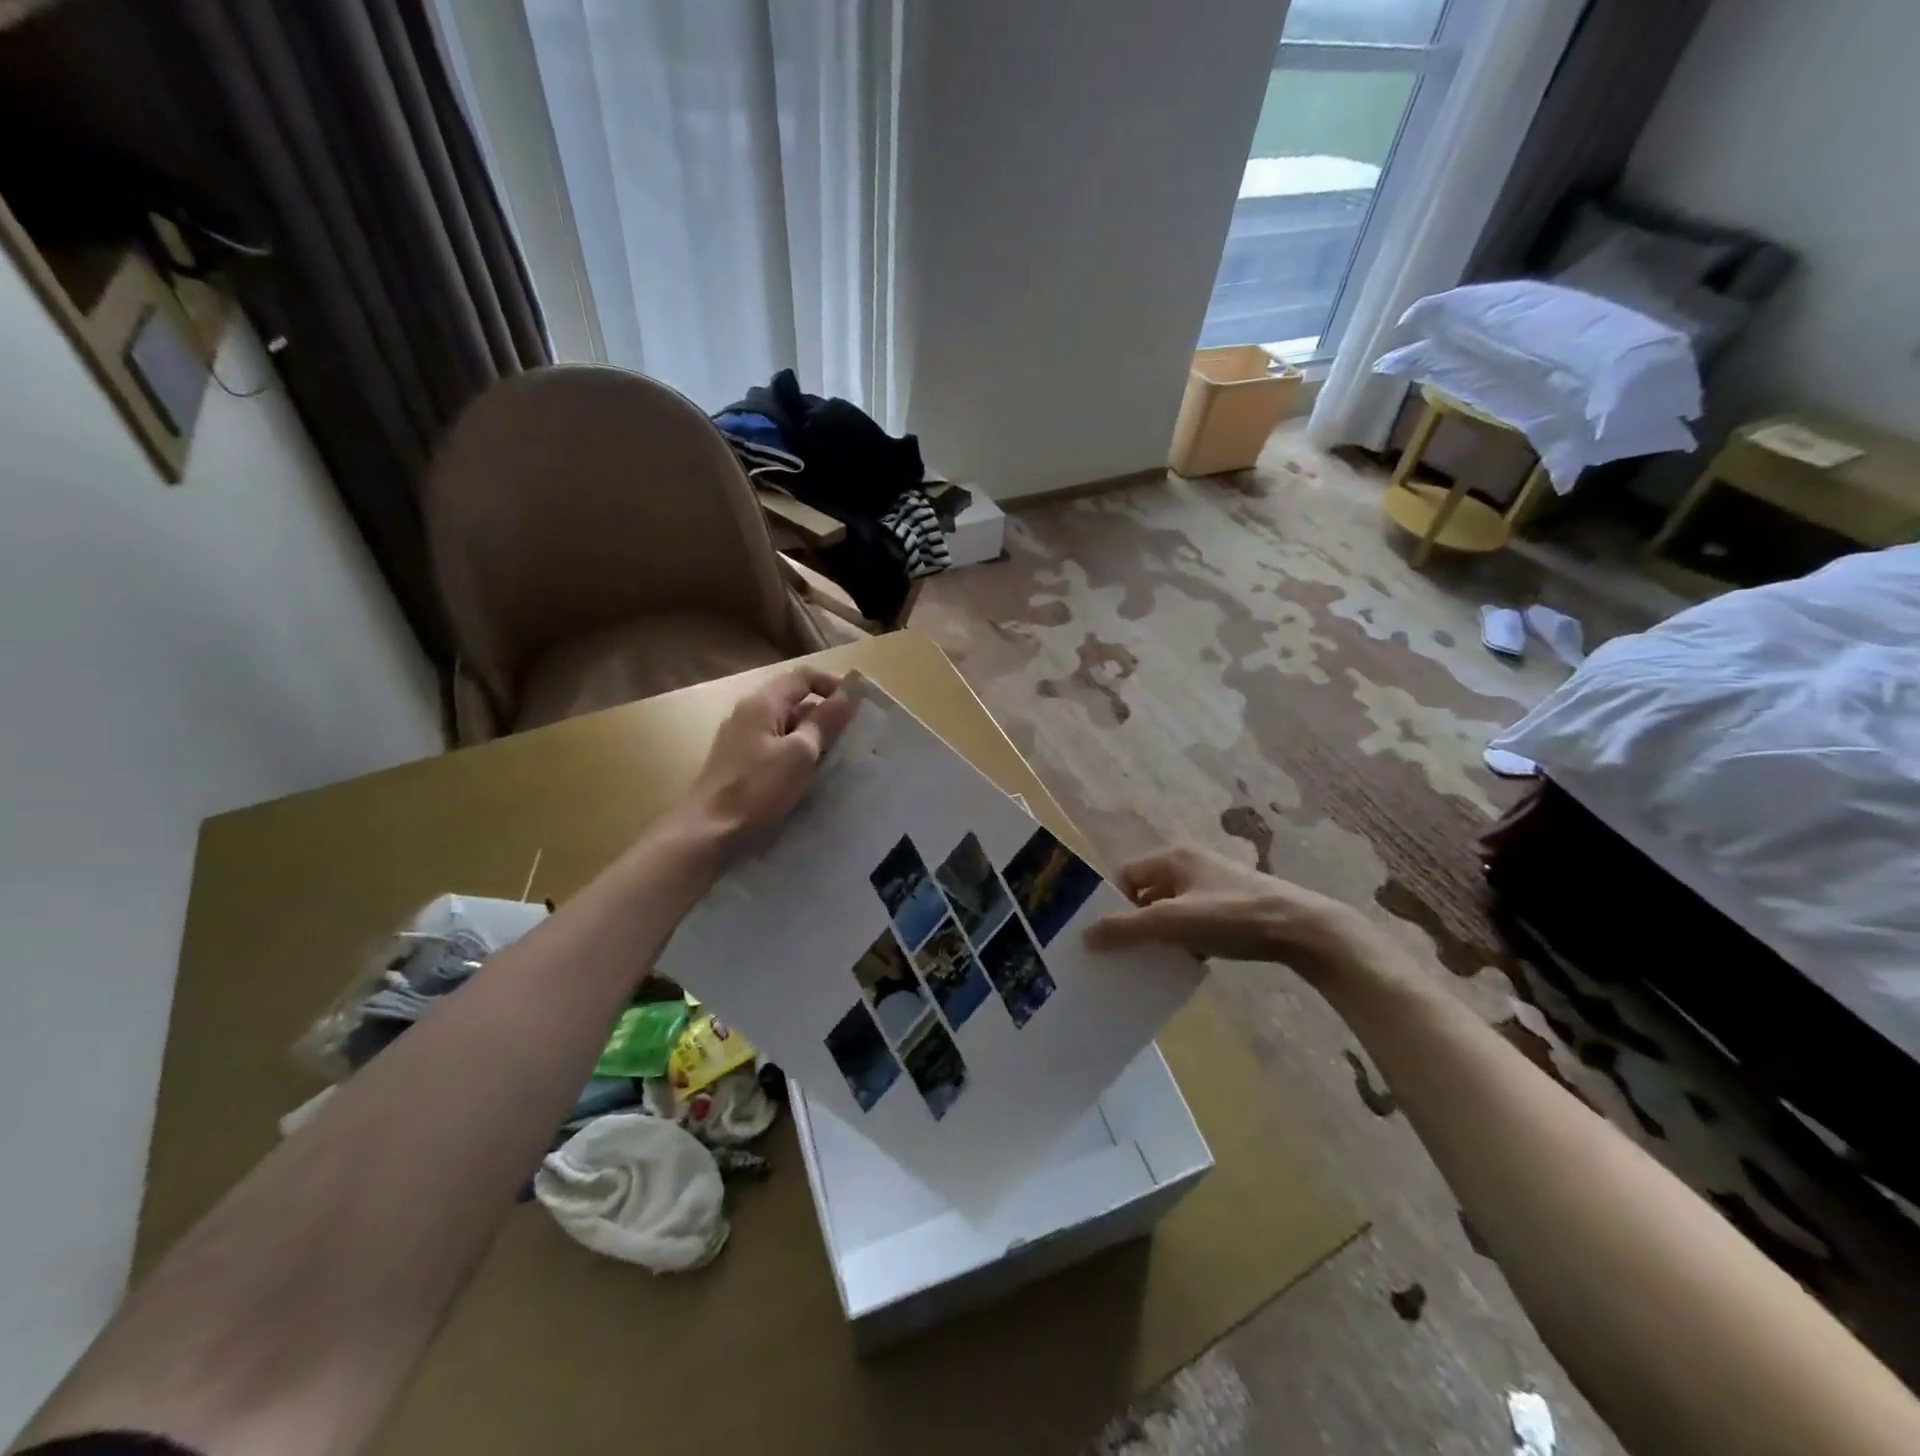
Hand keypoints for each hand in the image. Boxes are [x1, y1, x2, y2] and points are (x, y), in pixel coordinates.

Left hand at [687, 667, 855, 847]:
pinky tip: (806, 775)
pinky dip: (793, 752)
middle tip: (850, 735)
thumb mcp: (801, 753)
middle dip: (823, 713)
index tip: (857, 704)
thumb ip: (825, 720)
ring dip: (810, 735)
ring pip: (783, 725)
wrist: (709, 832)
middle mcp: (747, 713)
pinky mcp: (736, 762)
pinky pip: (772, 745)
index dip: (832, 684)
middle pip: (792, 700)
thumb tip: (850, 692)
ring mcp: (738, 738)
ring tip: (834, 757)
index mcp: (762, 703)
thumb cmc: (758, 789)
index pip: (802, 677)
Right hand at [1084, 845, 1396, 984]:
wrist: (1303, 930)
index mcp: (1173, 857)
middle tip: (1125, 953)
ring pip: (1172, 909)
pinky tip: (1188, 963)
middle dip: (1136, 921)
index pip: (1126, 875)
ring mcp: (1214, 884)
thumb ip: (1127, 928)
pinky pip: (1195, 920)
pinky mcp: (1233, 906)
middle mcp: (1191, 864)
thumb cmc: (1232, 917)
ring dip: (1162, 933)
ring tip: (1154, 962)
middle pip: (1147, 893)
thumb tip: (1085, 936)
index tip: (1108, 935)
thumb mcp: (1173, 923)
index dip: (1113, 903)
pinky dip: (1186, 939)